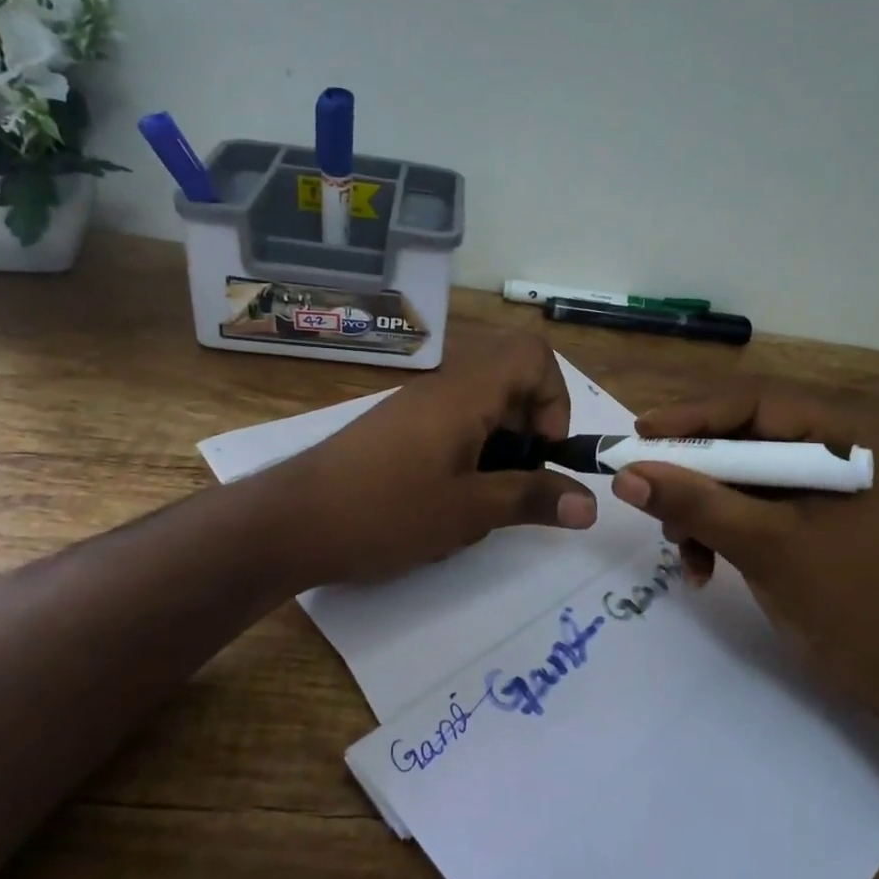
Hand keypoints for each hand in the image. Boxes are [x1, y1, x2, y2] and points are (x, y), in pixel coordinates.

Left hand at [270, 335, 596, 586]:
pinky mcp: (397, 433)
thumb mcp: (467, 511)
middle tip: (515, 487)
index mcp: (465, 393)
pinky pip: (451, 432)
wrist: (287, 524)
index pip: (532, 354)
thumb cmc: (384, 511)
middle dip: (528, 437)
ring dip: (497, 457)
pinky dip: (466, 463)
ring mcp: (416, 410)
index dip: (555, 398)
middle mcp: (443, 389)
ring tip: (479, 507)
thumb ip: (532, 499)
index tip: (543, 453)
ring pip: (482, 415)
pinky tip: (445, 509)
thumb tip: (591, 505)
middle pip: (511, 385)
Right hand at [610, 380, 878, 718]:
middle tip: (643, 483)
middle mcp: (832, 446)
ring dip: (699, 506)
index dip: (693, 416)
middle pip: (741, 435)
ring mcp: (817, 481)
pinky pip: (744, 503)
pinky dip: (715, 528)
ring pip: (735, 472)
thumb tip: (625, 476)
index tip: (639, 435)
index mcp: (846, 435)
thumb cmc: (850, 603)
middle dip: (692, 470)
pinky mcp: (801, 513)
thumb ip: (696, 505)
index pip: (756, 403)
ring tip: (679, 543)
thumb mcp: (765, 546)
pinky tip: (700, 568)